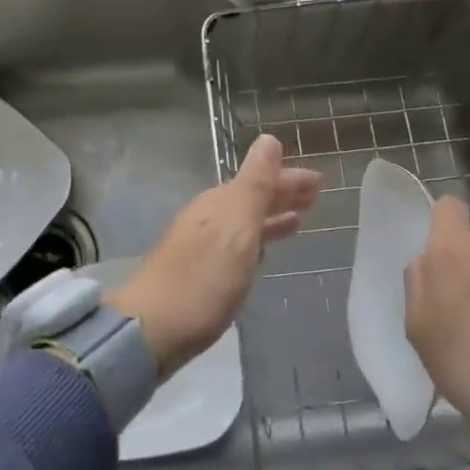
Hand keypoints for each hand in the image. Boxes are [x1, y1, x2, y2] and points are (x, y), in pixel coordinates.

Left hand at [107, 135, 321, 377]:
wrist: (151, 330)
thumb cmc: (202, 279)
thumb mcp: (236, 228)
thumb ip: (255, 185)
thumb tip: (268, 139)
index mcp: (219, 204)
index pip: (260, 179)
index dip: (289, 178)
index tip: (319, 181)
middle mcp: (207, 218)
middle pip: (250, 199)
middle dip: (281, 194)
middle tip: (315, 198)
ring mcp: (198, 245)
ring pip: (243, 222)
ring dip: (270, 217)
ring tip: (297, 221)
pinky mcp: (195, 273)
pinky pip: (234, 245)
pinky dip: (255, 241)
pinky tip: (261, 253)